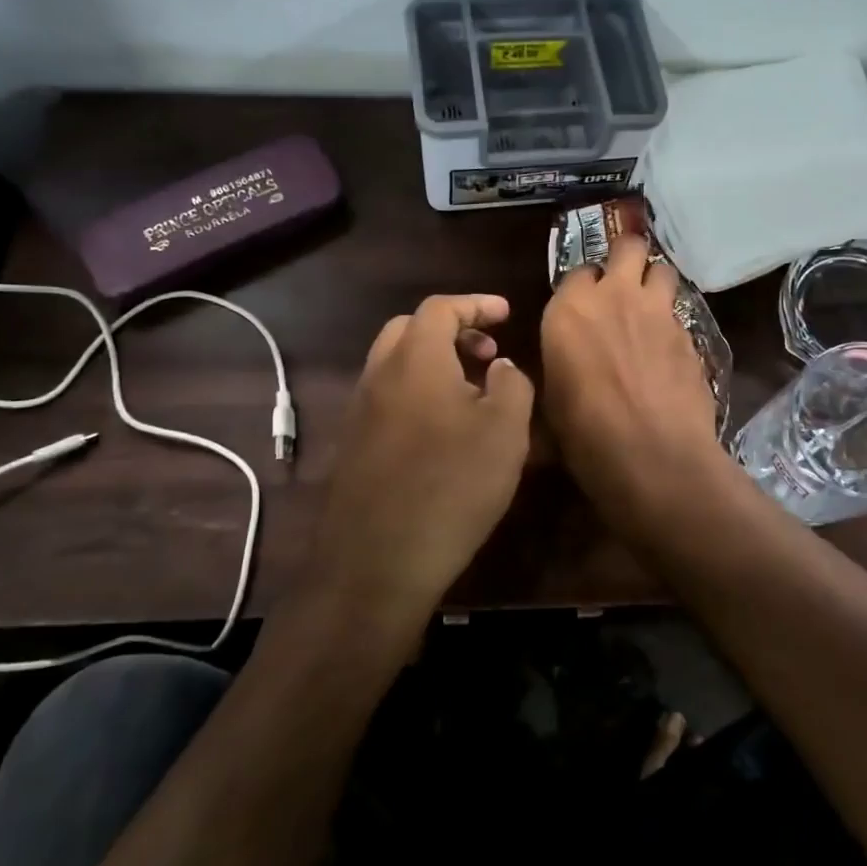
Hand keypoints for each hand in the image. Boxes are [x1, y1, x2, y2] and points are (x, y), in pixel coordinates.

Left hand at [307, 294, 533, 626]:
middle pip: (411, 329)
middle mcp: (379, 375)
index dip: (476, 304)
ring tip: (472, 391)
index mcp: (415, 359)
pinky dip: (418, 392)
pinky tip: (444, 430)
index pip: (441, 308)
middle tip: (488, 353)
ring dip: (434, 363)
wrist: (376, 561)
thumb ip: (512, 385)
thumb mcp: (504, 432)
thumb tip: (501, 367)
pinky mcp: (354, 444)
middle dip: (452, 330)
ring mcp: (360, 411)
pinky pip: (389, 398)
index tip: (506, 313)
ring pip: (397, 364)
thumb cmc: (450, 486)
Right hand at [541, 234, 727, 524]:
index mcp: (569, 310)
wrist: (653, 455)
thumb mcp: (551, 399)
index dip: (583, 286)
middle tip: (624, 278)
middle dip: (627, 255)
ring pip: (663, 270)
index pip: (577, 271)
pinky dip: (672, 321)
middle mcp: (614, 297)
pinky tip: (668, 349)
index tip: (583, 304)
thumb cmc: (585, 434)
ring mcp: (658, 312)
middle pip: (628, 247)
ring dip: (655, 282)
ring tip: (650, 306)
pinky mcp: (690, 333)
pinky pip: (679, 312)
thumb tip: (563, 363)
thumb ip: (558, 363)